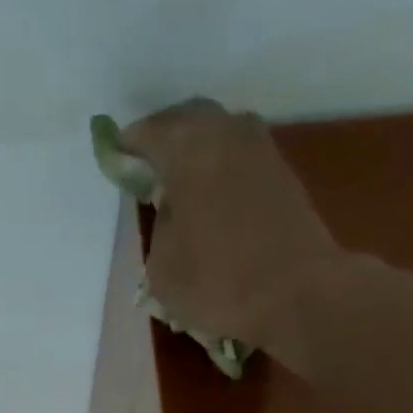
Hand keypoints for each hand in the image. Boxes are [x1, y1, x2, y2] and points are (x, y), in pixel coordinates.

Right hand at [121, 100, 339, 355]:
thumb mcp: (162, 267)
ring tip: (176, 180)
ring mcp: (260, 149)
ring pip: (217, 133)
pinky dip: (217, 166)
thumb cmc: (218, 282)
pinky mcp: (281, 173)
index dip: (128, 146)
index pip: (149, 133)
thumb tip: (173, 208)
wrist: (297, 293)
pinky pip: (237, 155)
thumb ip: (160, 225)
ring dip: (194, 149)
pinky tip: (207, 194)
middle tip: (144, 163)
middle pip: (188, 119)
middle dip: (163, 136)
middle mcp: (227, 133)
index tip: (116, 158)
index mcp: (189, 150)